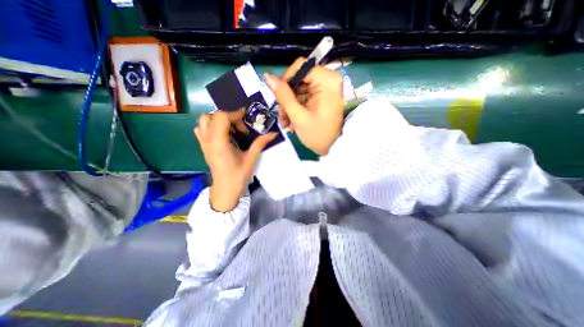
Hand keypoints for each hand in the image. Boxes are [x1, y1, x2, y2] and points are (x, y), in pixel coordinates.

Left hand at [193, 111, 276, 211]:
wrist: (225, 189)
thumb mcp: (251, 159)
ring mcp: (203, 143)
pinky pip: (201, 129)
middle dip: (228, 117)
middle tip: (240, 127)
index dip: (235, 114)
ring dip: (218, 120)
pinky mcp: (204, 147)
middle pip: (212, 116)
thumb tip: (273, 133)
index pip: (221, 117)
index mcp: (219, 143)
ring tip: (231, 129)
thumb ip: (260, 144)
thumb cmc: (238, 176)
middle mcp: (208, 140)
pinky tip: (223, 134)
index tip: (247, 119)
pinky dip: (211, 126)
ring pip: (204, 121)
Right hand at [264, 57, 342, 155]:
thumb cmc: (318, 135)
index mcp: (327, 80)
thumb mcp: (298, 116)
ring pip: (299, 89)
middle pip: (299, 79)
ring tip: (286, 123)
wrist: (333, 148)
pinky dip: (296, 108)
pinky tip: (292, 121)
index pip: (300, 67)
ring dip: (289, 106)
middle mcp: (328, 80)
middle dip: (287, 98)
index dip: (286, 81)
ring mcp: (325, 88)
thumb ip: (283, 95)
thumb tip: (268, 76)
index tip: (278, 98)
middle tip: (282, 116)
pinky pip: (304, 96)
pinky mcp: (322, 96)